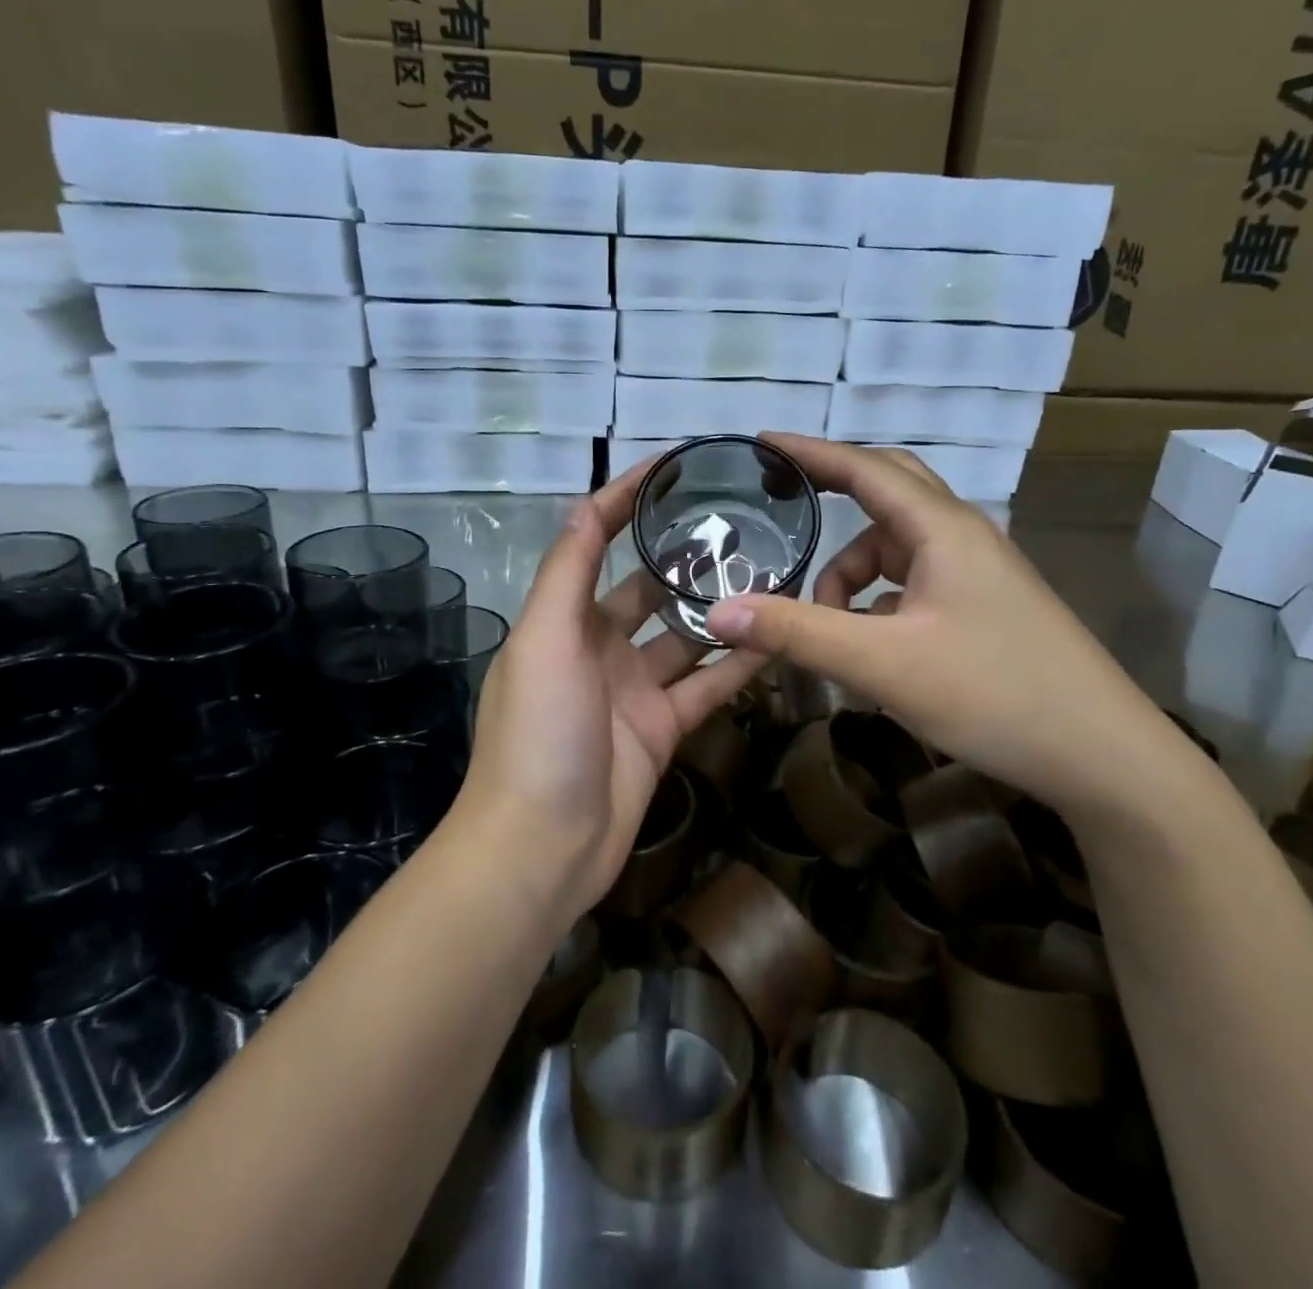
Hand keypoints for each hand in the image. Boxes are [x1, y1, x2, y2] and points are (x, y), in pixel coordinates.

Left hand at [455, 461, 767, 919]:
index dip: (625, 503)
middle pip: (647, 589)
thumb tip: (589, 504)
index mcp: (562, 620)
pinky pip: (706, 687)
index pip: (594, 543)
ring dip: (718, 609)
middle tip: (740, 524)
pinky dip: (737, 665)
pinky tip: (776, 637)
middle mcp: (597, 648)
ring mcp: (633, 690)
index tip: (672, 467)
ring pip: (684, 637)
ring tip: (768, 572)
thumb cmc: (537, 732)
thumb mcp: (543, 639)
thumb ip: (568, 571)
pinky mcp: (664, 729)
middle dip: (684, 558)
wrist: (543, 845)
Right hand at [705, 434, 1198, 828]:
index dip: (809, 452)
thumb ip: (798, 633)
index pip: (864, 468)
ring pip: (897, 549)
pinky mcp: (984, 609)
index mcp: (942, 529)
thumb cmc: (994, 694)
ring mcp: (978, 574)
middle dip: (832, 497)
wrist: (1101, 755)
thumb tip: (718, 612)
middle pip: (887, 493)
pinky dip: (878, 602)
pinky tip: (868, 646)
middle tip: (783, 507)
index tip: (759, 443)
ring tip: (824, 623)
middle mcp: (963, 537)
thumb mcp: (882, 664)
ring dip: (852, 573)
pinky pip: (914, 584)